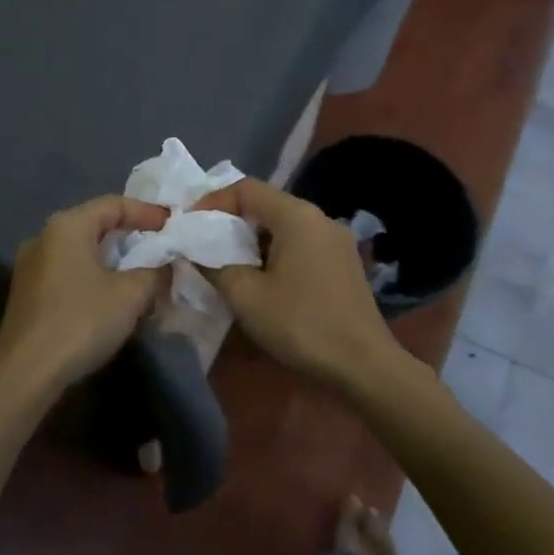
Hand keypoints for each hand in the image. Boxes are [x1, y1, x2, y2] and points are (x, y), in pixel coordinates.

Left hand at [0, 195, 170, 393]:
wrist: (26, 373)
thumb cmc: (81, 321)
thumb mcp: (131, 294)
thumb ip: (155, 273)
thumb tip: (166, 267)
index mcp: (67, 226)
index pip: (114, 204)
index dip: (147, 213)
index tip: (173, 226)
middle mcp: (44, 237)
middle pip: (95, 225)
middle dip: (130, 237)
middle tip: (160, 249)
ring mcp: (30, 267)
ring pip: (81, 252)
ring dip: (113, 261)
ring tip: (141, 276)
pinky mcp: (27, 294)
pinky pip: (69, 273)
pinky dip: (94, 278)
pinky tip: (112, 300)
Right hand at [191, 178, 405, 392]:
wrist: (364, 365)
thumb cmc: (301, 324)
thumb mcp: (246, 296)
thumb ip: (214, 265)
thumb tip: (196, 250)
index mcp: (297, 215)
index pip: (245, 188)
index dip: (212, 202)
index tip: (190, 227)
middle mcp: (319, 218)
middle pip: (265, 205)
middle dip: (230, 223)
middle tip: (203, 247)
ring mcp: (336, 240)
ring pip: (283, 226)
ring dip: (252, 241)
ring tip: (228, 266)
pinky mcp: (343, 263)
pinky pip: (300, 244)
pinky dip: (275, 253)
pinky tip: (263, 281)